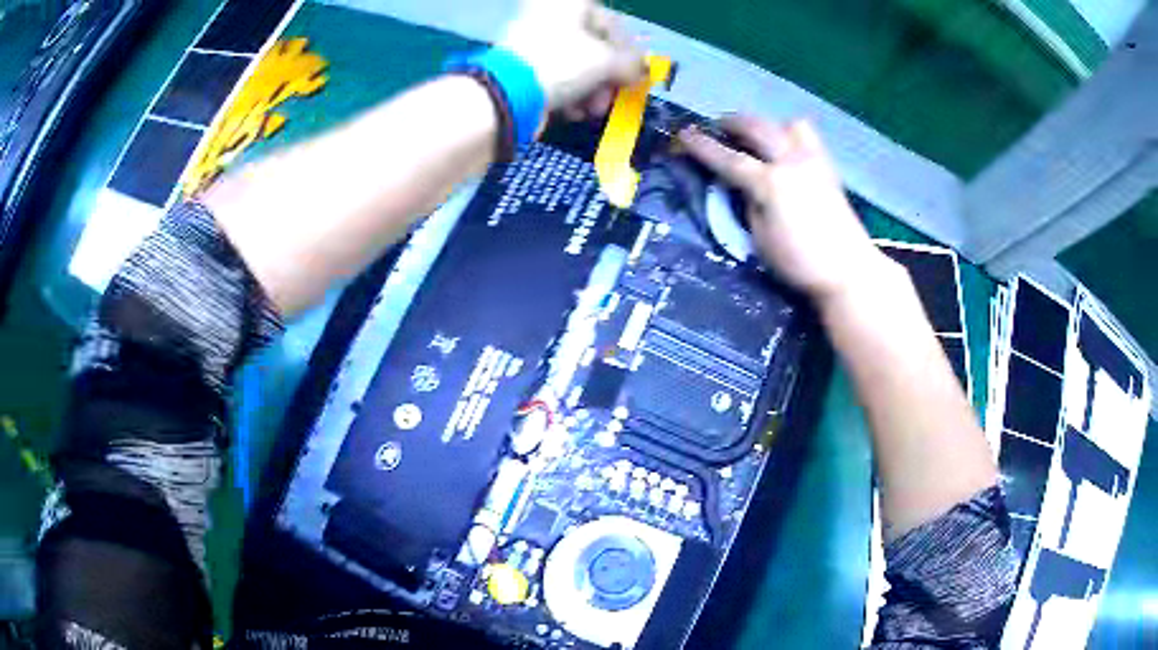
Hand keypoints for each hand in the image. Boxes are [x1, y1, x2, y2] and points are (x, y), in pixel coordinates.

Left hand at [500, 0, 645, 120]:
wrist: (507, 92)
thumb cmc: (562, 63)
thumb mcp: (607, 62)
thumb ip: (631, 65)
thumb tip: (642, 71)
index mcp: (572, 5)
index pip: (611, 24)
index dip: (629, 52)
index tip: (636, 76)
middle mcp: (552, 17)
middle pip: (594, 47)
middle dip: (608, 77)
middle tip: (613, 97)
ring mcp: (533, 40)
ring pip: (576, 65)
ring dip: (591, 90)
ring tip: (591, 110)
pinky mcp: (522, 66)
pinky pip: (555, 77)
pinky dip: (569, 94)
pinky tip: (571, 111)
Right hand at [678, 116, 890, 304]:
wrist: (849, 270)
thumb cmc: (800, 262)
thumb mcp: (760, 239)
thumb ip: (748, 204)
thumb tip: (742, 185)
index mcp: (771, 183)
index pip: (729, 159)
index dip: (703, 147)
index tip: (684, 134)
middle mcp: (792, 162)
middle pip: (757, 127)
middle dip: (732, 122)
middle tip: (718, 127)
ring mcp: (814, 161)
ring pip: (787, 123)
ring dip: (767, 125)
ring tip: (759, 139)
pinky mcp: (829, 167)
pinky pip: (807, 137)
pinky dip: (790, 135)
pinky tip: (785, 151)